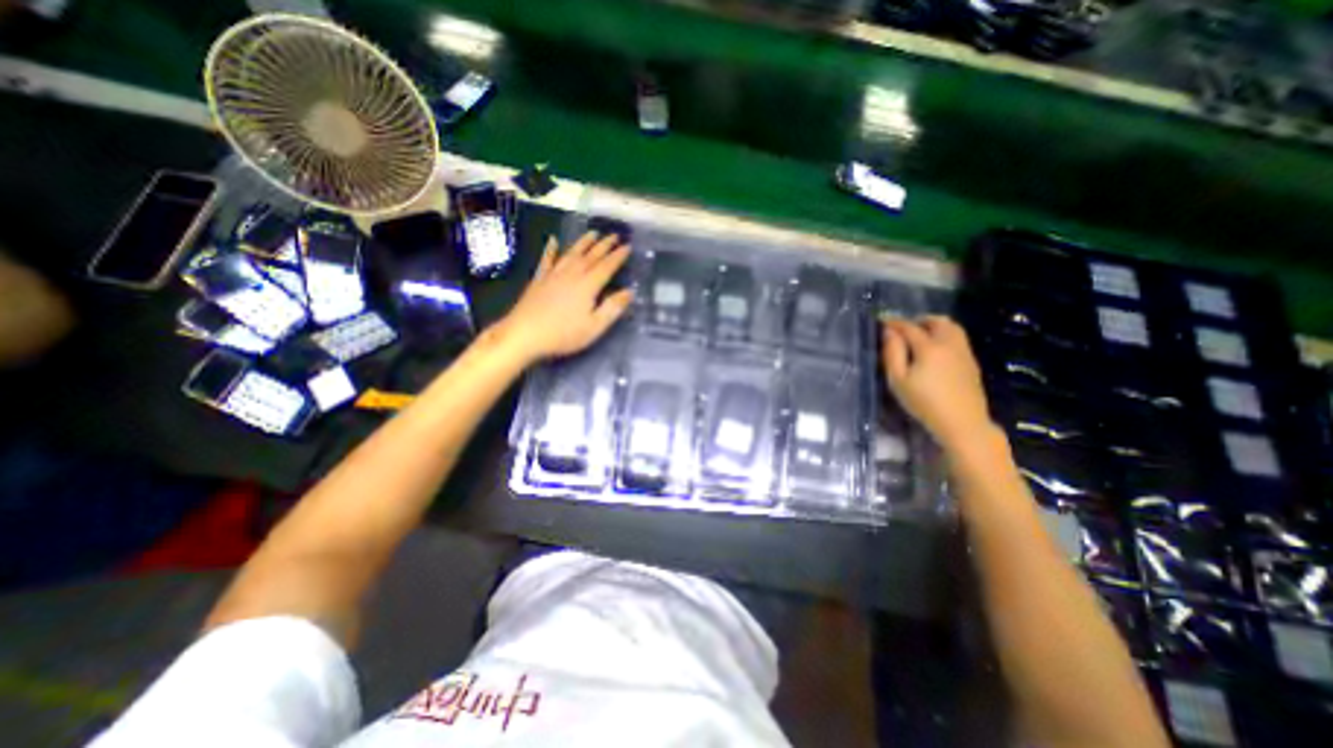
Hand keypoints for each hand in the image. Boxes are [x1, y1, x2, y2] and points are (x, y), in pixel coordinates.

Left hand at [489, 228, 633, 366]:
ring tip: (593, 233)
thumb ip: (612, 308)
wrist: (524, 334)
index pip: (607, 267)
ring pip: (571, 253)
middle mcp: (572, 274)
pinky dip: (551, 249)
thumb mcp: (594, 327)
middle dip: (604, 245)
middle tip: (614, 235)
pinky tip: (553, 240)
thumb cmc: (563, 334)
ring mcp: (553, 275)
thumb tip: (629, 292)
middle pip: (591, 256)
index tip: (628, 246)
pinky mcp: (539, 279)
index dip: (618, 256)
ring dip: (583, 242)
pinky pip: (547, 260)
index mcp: (588, 286)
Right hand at [883, 315, 994, 450]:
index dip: (894, 322)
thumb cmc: (924, 402)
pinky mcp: (972, 362)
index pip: (909, 327)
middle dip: (918, 320)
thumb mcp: (898, 380)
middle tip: (903, 329)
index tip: (882, 320)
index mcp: (929, 347)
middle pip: (936, 321)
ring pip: (952, 327)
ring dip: (934, 326)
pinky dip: (944, 335)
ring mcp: (964, 352)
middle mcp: (949, 344)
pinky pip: (958, 338)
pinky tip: (935, 350)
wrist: (962, 423)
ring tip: (920, 336)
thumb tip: (889, 333)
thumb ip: (892, 353)